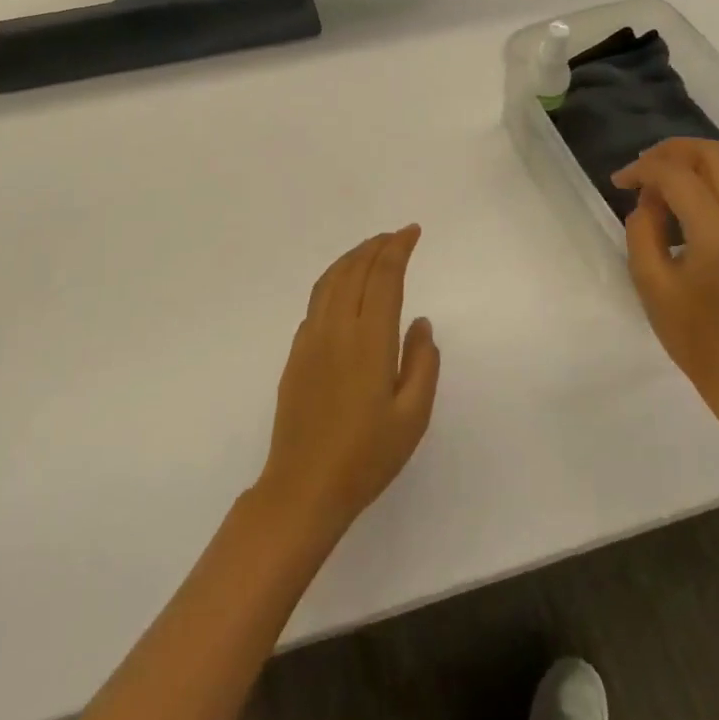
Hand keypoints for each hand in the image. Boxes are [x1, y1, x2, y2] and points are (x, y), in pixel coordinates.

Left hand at [255, 227, 441, 546]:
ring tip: (371, 250)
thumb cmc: (366, 457)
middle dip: (376, 245)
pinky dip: (334, 280)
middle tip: (396, 235)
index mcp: (368, 339)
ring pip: (330, 280)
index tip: (412, 231)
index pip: (383, 276)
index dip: (398, 248)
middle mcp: (336, 328)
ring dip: (352, 257)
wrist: (303, 487)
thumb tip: (420, 322)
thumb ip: (422, 363)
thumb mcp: (412, 417)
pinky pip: (316, 300)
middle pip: (354, 269)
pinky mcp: (295, 353)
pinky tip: (343, 289)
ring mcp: (310, 339)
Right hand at [613, 139, 718, 414]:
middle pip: (714, 154)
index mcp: (716, 233)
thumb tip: (649, 200)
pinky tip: (701, 189)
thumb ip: (642, 230)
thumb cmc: (694, 334)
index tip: (619, 181)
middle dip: (673, 151)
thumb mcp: (650, 283)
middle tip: (644, 168)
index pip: (677, 176)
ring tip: (675, 171)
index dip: (643, 169)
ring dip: (704, 155)